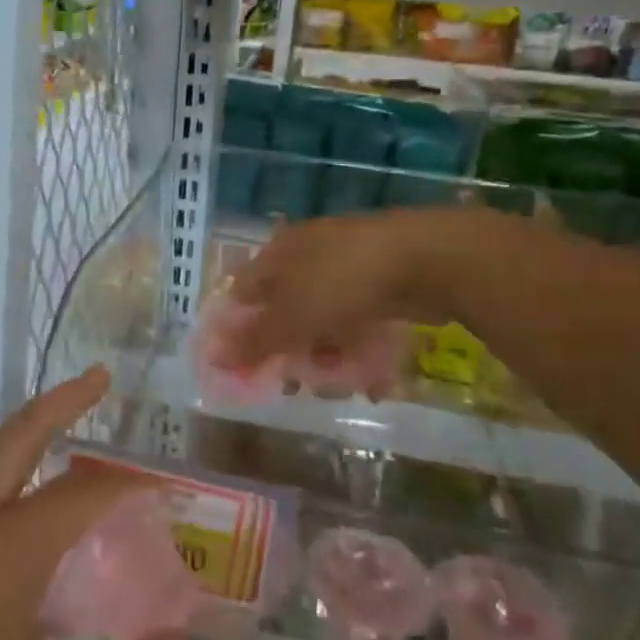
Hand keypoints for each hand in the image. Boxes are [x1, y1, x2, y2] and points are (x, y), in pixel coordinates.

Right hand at [220, 210, 440, 370]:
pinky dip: (357, 347)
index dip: (238, 329)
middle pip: (284, 309)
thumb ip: (254, 341)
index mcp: (277, 253)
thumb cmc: (342, 283)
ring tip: (339, 385)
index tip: (243, 367)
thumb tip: (212, 357)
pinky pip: (357, 320)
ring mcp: (346, 266)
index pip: (242, 292)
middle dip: (287, 350)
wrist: (426, 260)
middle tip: (295, 384)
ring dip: (325, 355)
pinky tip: (371, 377)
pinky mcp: (380, 282)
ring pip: (322, 318)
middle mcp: (306, 254)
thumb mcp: (291, 317)